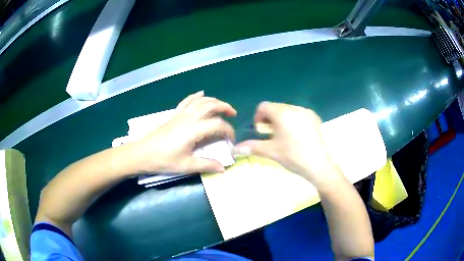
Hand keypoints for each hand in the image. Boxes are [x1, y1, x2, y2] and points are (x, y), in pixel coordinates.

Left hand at [132, 91, 235, 173]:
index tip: (232, 140)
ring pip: (200, 101)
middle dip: (225, 107)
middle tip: (233, 114)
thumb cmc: (163, 160)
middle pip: (211, 105)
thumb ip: (206, 165)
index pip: (217, 125)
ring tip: (222, 106)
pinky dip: (196, 96)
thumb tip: (223, 168)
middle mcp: (189, 118)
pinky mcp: (174, 115)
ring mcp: (180, 114)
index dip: (229, 131)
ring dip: (213, 100)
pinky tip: (201, 94)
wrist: (142, 153)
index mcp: (193, 130)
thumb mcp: (186, 165)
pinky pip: (187, 101)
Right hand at [235, 101, 341, 187]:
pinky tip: (296, 136)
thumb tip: (234, 149)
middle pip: (276, 107)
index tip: (260, 131)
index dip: (258, 117)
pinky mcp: (315, 118)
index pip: (264, 106)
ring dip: (281, 120)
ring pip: (287, 110)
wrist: (319, 165)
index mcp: (282, 113)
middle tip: (271, 135)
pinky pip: (299, 114)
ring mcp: (306, 112)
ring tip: (284, 136)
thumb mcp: (271, 151)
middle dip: (270, 119)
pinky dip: (293, 121)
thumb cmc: (293, 157)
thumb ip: (252, 146)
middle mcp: (294, 108)